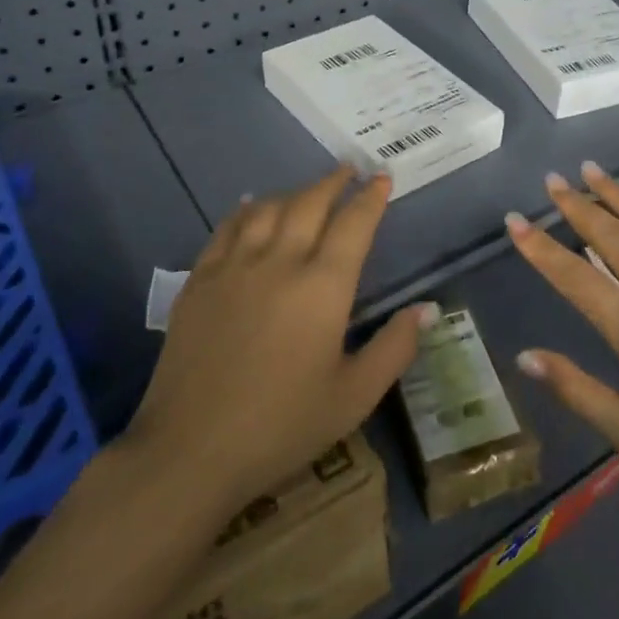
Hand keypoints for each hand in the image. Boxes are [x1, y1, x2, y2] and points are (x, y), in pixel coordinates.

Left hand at [124, 167, 433, 515]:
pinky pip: (227, 229)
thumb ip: (394, 348)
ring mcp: (235, 267)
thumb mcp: (353, 397)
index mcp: (323, 287)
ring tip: (308, 189)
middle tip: (349, 169)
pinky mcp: (200, 281)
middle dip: (334, 182)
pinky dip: (245, 211)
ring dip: (293, 192)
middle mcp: (280, 262)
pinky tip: (250, 206)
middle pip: (310, 204)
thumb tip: (428, 308)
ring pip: (268, 209)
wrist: (191, 450)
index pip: (354, 225)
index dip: (371, 198)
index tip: (382, 177)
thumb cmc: (282, 426)